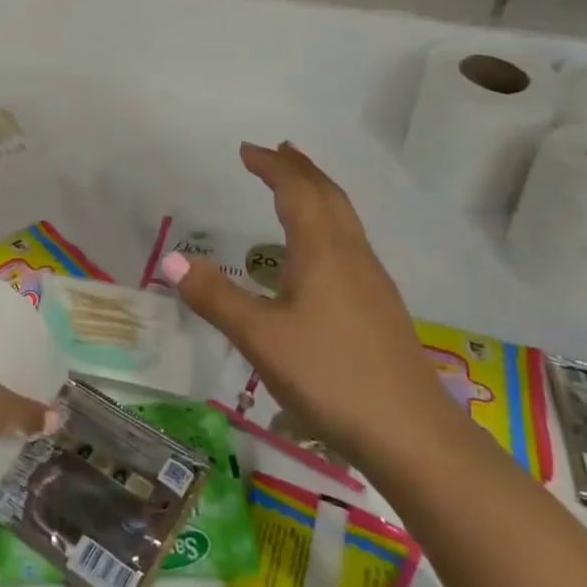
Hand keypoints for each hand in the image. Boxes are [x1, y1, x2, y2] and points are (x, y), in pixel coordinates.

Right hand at [163, 142, 457, 470]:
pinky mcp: (379, 308)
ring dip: (317, 193)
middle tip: (275, 152)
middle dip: (299, 169)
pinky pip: (349, 242)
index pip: (297, 191)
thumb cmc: (331, 376)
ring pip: (344, 219)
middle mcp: (351, 255)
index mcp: (323, 251)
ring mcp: (372, 282)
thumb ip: (215, 297)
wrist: (414, 436)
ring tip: (296, 187)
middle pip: (328, 196)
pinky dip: (327, 222)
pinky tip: (317, 253)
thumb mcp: (260, 338)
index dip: (271, 166)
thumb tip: (172, 259)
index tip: (246, 150)